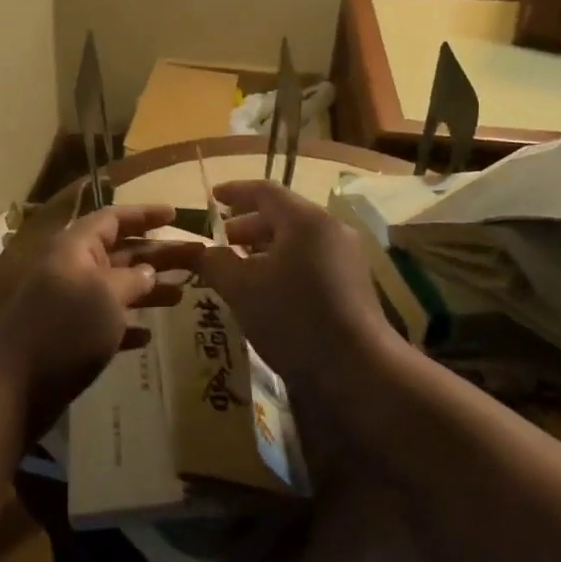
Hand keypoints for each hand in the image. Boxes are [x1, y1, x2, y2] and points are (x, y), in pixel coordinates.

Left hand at [0, 202, 203, 435]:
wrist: (14, 386)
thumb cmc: (63, 329)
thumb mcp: (105, 296)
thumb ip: (132, 279)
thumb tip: (147, 271)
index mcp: (75, 248)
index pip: (113, 218)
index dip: (144, 214)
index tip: (176, 215)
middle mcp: (72, 269)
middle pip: (121, 252)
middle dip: (158, 254)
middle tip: (198, 257)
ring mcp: (68, 304)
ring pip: (116, 287)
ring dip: (148, 289)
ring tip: (183, 294)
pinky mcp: (68, 337)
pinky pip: (104, 322)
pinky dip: (127, 325)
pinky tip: (148, 335)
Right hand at [198, 180, 393, 396]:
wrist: (357, 370)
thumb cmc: (293, 318)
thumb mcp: (241, 289)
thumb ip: (216, 262)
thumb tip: (203, 251)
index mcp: (305, 220)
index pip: (265, 191)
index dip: (235, 191)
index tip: (212, 197)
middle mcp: (330, 230)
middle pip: (283, 215)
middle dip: (247, 225)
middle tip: (221, 241)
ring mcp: (346, 258)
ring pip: (297, 241)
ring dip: (264, 248)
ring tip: (239, 268)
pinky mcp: (352, 285)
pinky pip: (311, 261)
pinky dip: (284, 265)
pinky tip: (266, 291)